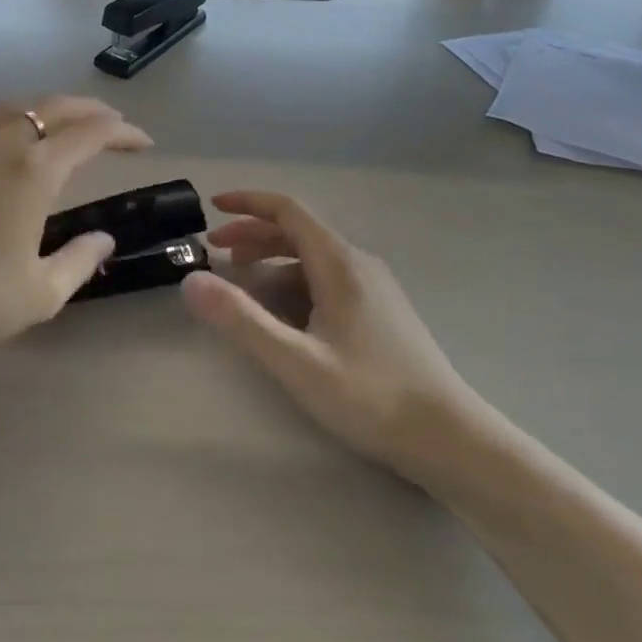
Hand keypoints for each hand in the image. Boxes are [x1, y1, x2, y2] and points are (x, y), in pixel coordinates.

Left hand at [0, 96, 152, 346]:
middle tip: (115, 124)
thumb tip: (103, 239)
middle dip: (92, 111)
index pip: (90, 134)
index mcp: (35, 171)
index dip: (122, 133)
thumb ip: (80, 261)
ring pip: (18, 107)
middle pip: (55, 108)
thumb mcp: (42, 292)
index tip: (144, 143)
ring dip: (52, 107)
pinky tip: (13, 137)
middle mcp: (4, 145)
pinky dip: (15, 118)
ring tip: (69, 122)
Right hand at [181, 191, 478, 480]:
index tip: (212, 208)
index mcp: (339, 263)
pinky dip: (294, 281)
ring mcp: (374, 288)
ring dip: (272, 259)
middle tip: (215, 251)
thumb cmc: (371, 396)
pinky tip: (283, 312)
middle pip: (298, 231)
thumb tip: (191, 280)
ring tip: (240, 279)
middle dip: (252, 234)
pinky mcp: (381, 312)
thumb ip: (241, 319)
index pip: (288, 210)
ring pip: (312, 257)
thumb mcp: (296, 360)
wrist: (450, 438)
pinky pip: (327, 279)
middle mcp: (358, 264)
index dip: (248, 203)